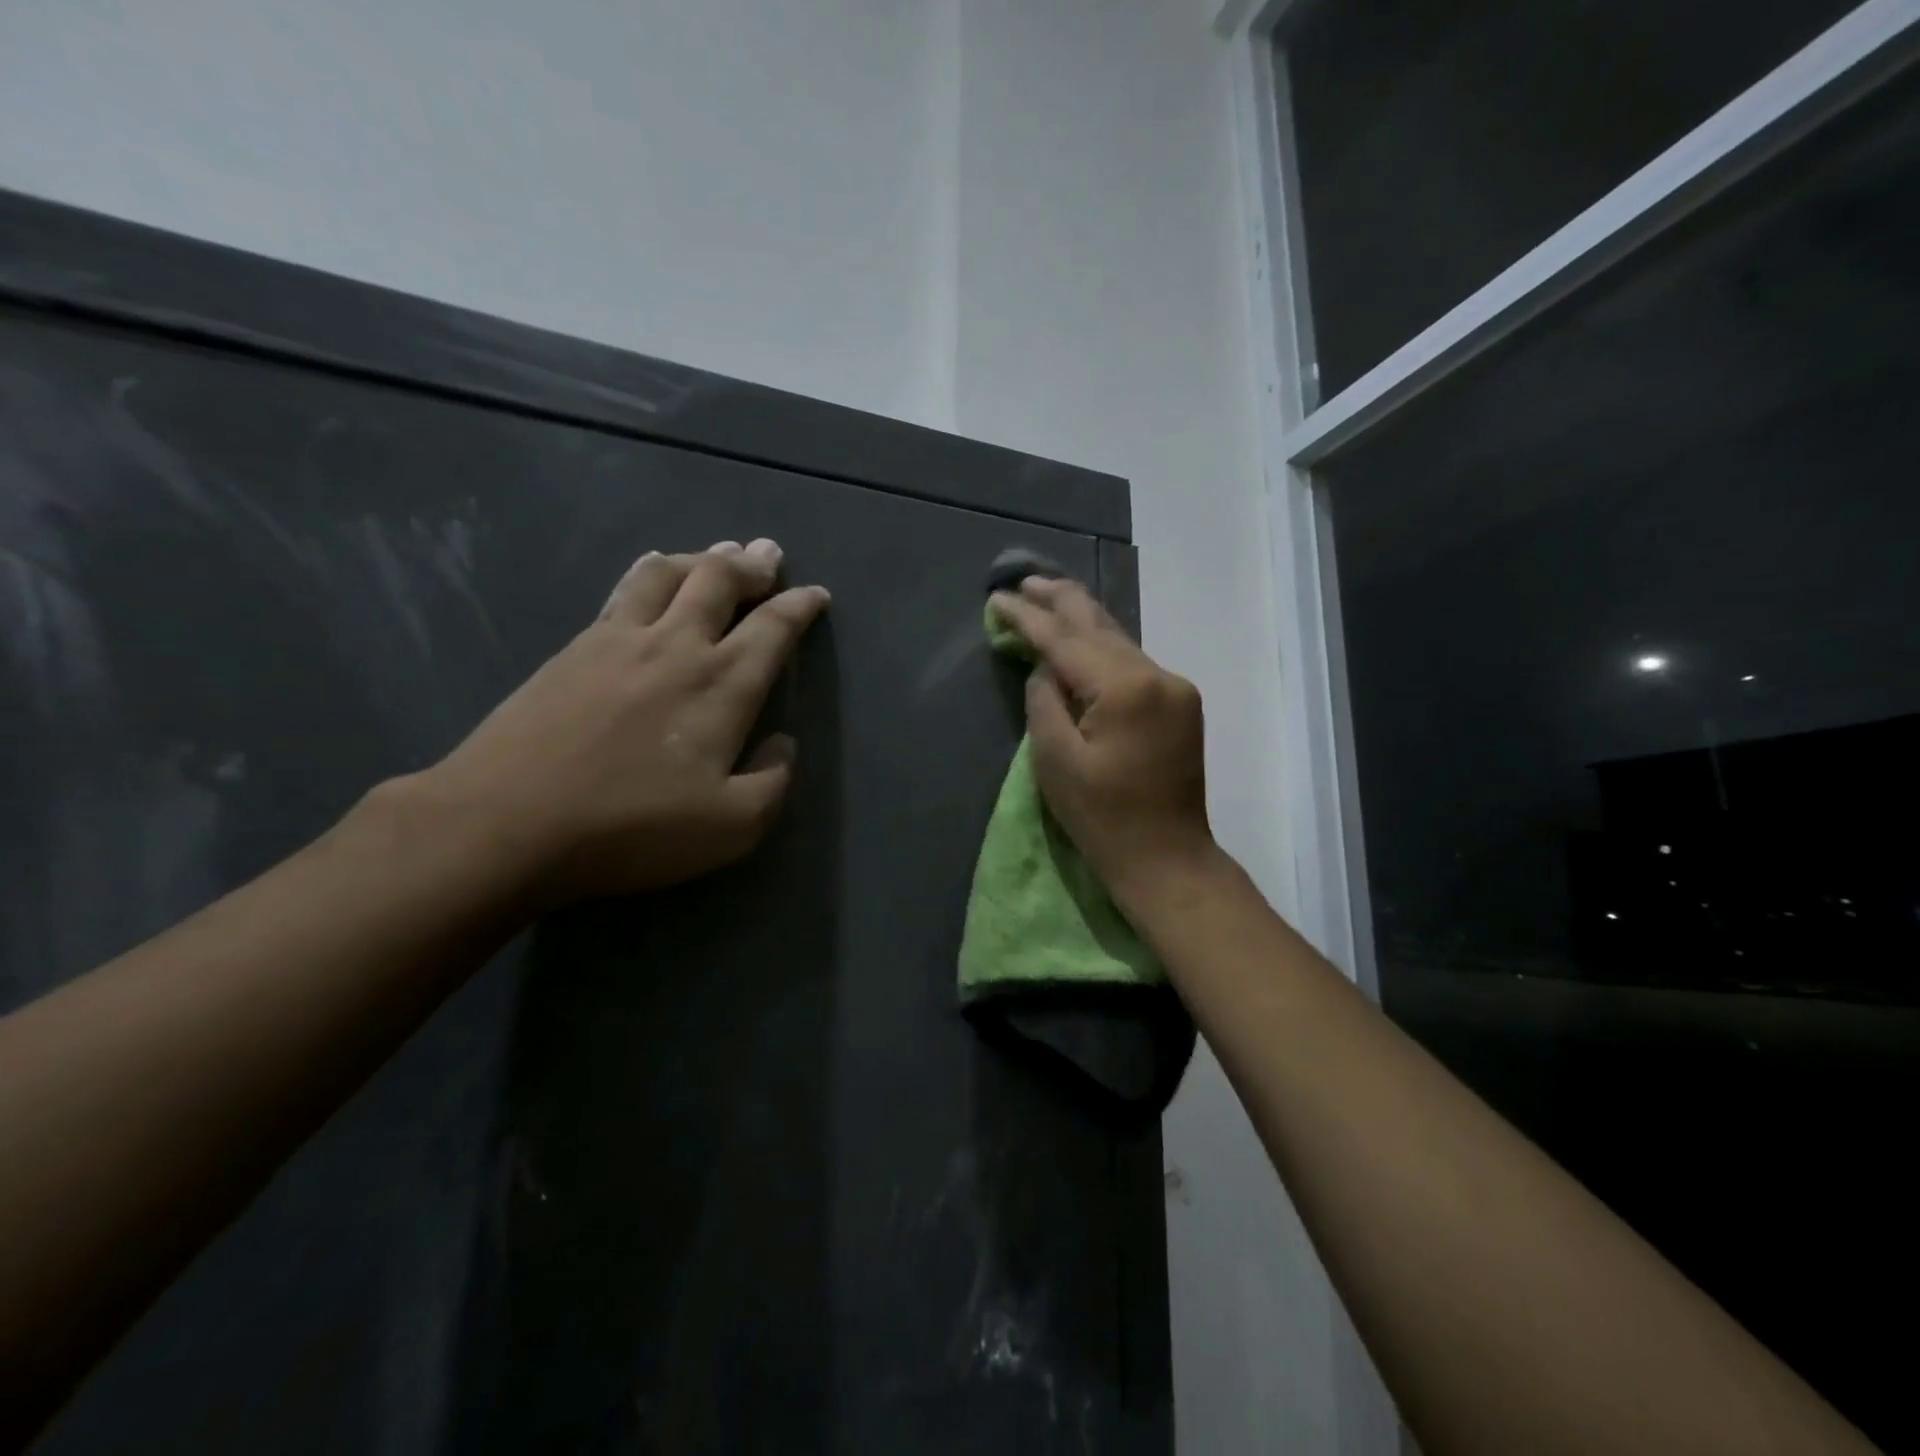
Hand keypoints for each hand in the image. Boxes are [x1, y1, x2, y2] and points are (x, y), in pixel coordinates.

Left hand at [419, 538, 829, 906]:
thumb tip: (781, 743)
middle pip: (720, 581)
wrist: (508, 822)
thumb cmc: (631, 828)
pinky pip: (623, 590)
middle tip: (769, 555)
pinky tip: (650, 571)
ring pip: (668, 573)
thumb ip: (773, 782)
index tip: (815, 594)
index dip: (800, 606)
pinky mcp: (575, 647)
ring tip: (718, 554)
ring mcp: (620, 640)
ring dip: (702, 558)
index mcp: (723, 685)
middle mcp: (676, 646)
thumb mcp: (732, 828)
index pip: (773, 628)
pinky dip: (650, 571)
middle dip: (753, 565)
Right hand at [987, 576, 1213, 905]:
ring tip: (1047, 597)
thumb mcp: (1055, 760)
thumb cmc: (1103, 818)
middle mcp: (1157, 674)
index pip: (1066, 639)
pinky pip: (1133, 661)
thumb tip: (1046, 668)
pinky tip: (1082, 639)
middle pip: (1100, 624)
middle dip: (1059, 600)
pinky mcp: (1180, 703)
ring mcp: (1175, 687)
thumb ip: (1045, 701)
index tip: (998, 598)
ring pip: (1119, 639)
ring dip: (1082, 620)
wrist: (1167, 858)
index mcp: (1124, 688)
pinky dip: (1102, 647)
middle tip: (1023, 581)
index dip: (1028, 617)